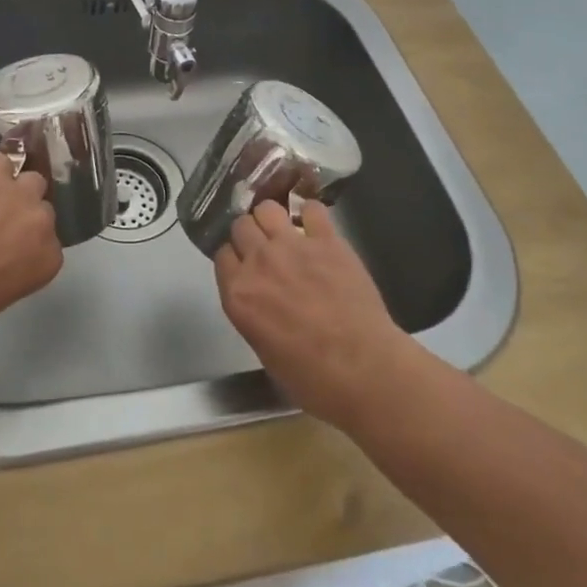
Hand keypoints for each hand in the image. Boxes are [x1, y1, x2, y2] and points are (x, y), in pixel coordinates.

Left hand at [0, 151, 62, 337]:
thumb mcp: (0, 294)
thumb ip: (16, 269)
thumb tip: (3, 255)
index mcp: (47, 260)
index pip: (49, 243)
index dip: (28, 241)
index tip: (10, 246)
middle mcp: (43, 223)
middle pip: (42, 208)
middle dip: (23, 214)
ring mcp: (21, 195)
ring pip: (30, 180)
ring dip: (13, 188)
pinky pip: (0, 161)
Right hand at [213, 199, 409, 431]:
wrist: (364, 370)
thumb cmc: (312, 378)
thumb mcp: (263, 349)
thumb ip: (252, 313)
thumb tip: (258, 298)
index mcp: (238, 293)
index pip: (222, 254)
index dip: (234, 258)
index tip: (244, 265)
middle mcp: (259, 262)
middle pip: (240, 226)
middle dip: (250, 234)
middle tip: (265, 249)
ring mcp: (292, 246)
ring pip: (267, 208)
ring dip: (273, 218)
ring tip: (285, 231)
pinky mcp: (327, 240)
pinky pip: (312, 209)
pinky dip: (311, 215)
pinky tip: (316, 227)